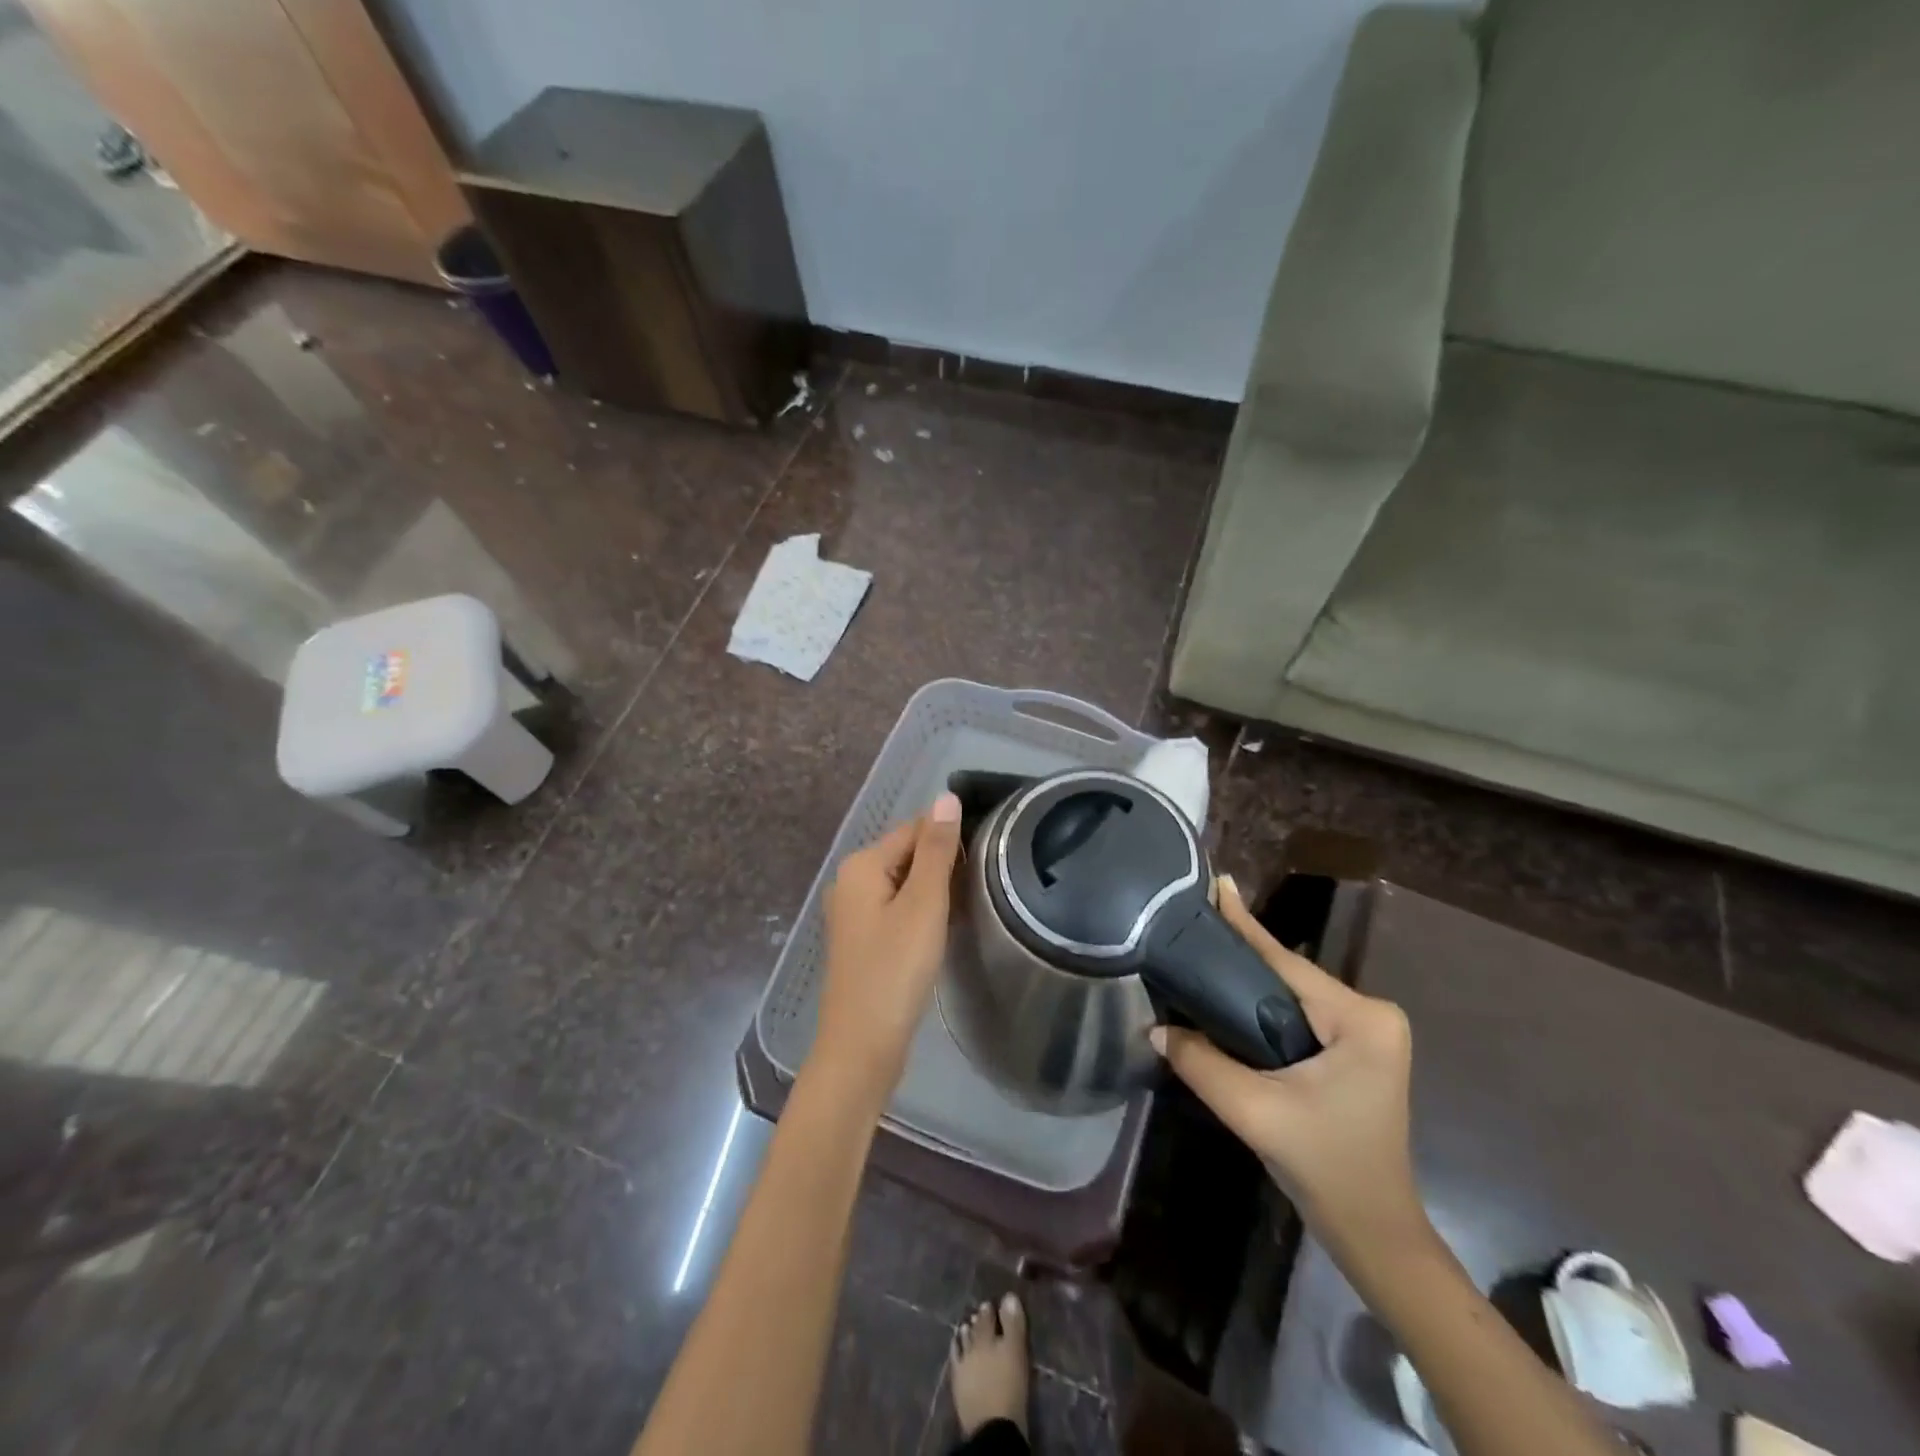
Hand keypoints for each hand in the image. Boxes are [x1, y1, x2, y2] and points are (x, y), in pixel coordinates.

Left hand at [811, 793, 963, 1106]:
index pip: (913, 829)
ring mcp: (853, 914)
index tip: (985, 856)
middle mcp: (850, 882)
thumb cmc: (895, 970)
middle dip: (942, 864)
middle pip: (906, 855)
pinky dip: (920, 913)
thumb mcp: (923, 904)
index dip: (949, 839)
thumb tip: (946, 797)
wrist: (862, 1046)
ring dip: (934, 891)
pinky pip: (896, 910)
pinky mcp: (862, 941)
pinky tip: (943, 929)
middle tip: (980, 886)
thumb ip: (936, 850)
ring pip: (903, 885)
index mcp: (861, 866)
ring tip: (968, 905)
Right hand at [1151, 877, 1424, 1249]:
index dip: (1244, 926)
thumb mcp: (1255, 1112)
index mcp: (1362, 1019)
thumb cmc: (1325, 1167)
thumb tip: (1156, 1028)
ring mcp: (1367, 1033)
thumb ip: (1202, 1064)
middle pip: (1289, 975)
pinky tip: (1229, 992)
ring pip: (1292, 994)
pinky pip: (1298, 1013)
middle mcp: (1371, 1015)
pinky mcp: (1355, 1050)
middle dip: (1242, 952)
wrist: (1373, 1231)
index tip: (1219, 884)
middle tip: (1193, 918)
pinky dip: (1262, 1003)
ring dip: (1249, 979)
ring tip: (1202, 947)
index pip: (1286, 963)